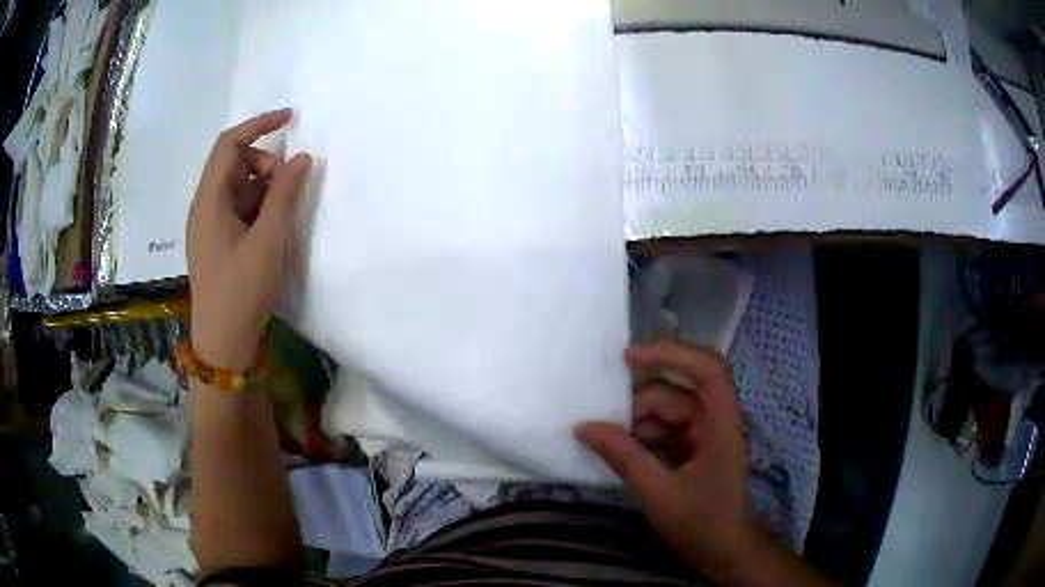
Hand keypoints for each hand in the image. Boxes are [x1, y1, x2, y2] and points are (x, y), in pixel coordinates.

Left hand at [187, 109, 311, 370]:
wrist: (223, 342)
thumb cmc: (240, 291)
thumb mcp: (267, 241)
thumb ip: (284, 195)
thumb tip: (302, 158)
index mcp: (208, 201)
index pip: (229, 144)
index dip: (258, 124)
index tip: (291, 118)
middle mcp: (205, 207)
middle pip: (234, 163)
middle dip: (264, 165)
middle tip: (286, 188)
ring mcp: (210, 225)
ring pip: (239, 186)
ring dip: (264, 189)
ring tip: (280, 217)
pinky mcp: (218, 240)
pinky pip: (239, 208)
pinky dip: (258, 208)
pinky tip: (271, 230)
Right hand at [577, 340, 755, 583]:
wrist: (723, 553)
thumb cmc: (701, 524)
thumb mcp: (659, 494)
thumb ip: (624, 457)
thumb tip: (584, 427)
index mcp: (721, 425)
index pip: (708, 370)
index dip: (672, 354)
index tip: (629, 358)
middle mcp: (714, 422)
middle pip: (677, 393)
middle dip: (638, 403)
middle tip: (601, 420)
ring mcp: (704, 436)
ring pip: (667, 413)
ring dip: (636, 423)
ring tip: (605, 440)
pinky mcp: (694, 450)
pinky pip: (664, 431)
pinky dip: (641, 437)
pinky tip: (619, 450)